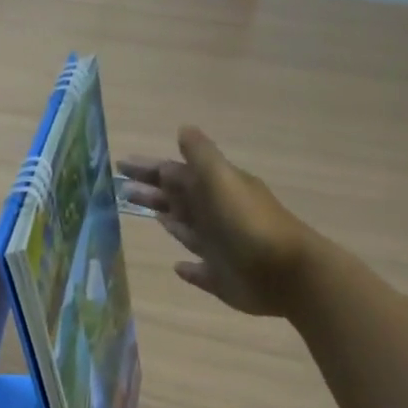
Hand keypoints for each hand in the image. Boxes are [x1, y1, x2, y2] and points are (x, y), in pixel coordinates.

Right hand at [118, 127, 316, 316]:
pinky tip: (177, 267)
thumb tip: (183, 129)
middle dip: (152, 193)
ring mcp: (219, 248)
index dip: (149, 170)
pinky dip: (188, 268)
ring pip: (187, 230)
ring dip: (168, 221)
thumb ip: (202, 157)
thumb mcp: (223, 181)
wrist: (287, 273)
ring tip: (147, 214)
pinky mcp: (221, 278)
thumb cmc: (250, 225)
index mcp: (215, 190)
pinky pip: (199, 270)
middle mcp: (216, 216)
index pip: (175, 174)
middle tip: (120, 189)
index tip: (120, 165)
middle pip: (178, 199)